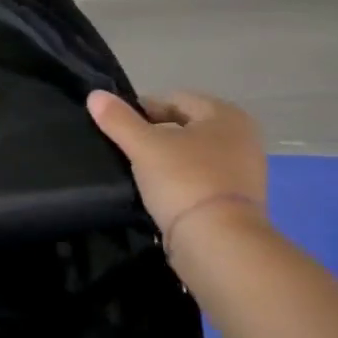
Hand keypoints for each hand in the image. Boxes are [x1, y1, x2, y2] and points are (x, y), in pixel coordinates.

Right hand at [86, 90, 266, 237]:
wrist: (219, 242)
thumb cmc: (184, 180)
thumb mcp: (144, 145)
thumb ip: (118, 119)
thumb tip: (94, 95)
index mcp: (226, 115)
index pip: (175, 100)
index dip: (142, 108)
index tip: (116, 125)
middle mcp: (242, 138)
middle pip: (185, 127)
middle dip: (154, 134)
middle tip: (124, 148)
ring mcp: (243, 171)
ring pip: (191, 154)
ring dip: (165, 159)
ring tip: (136, 171)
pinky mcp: (236, 201)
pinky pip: (199, 179)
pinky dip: (178, 181)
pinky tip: (156, 193)